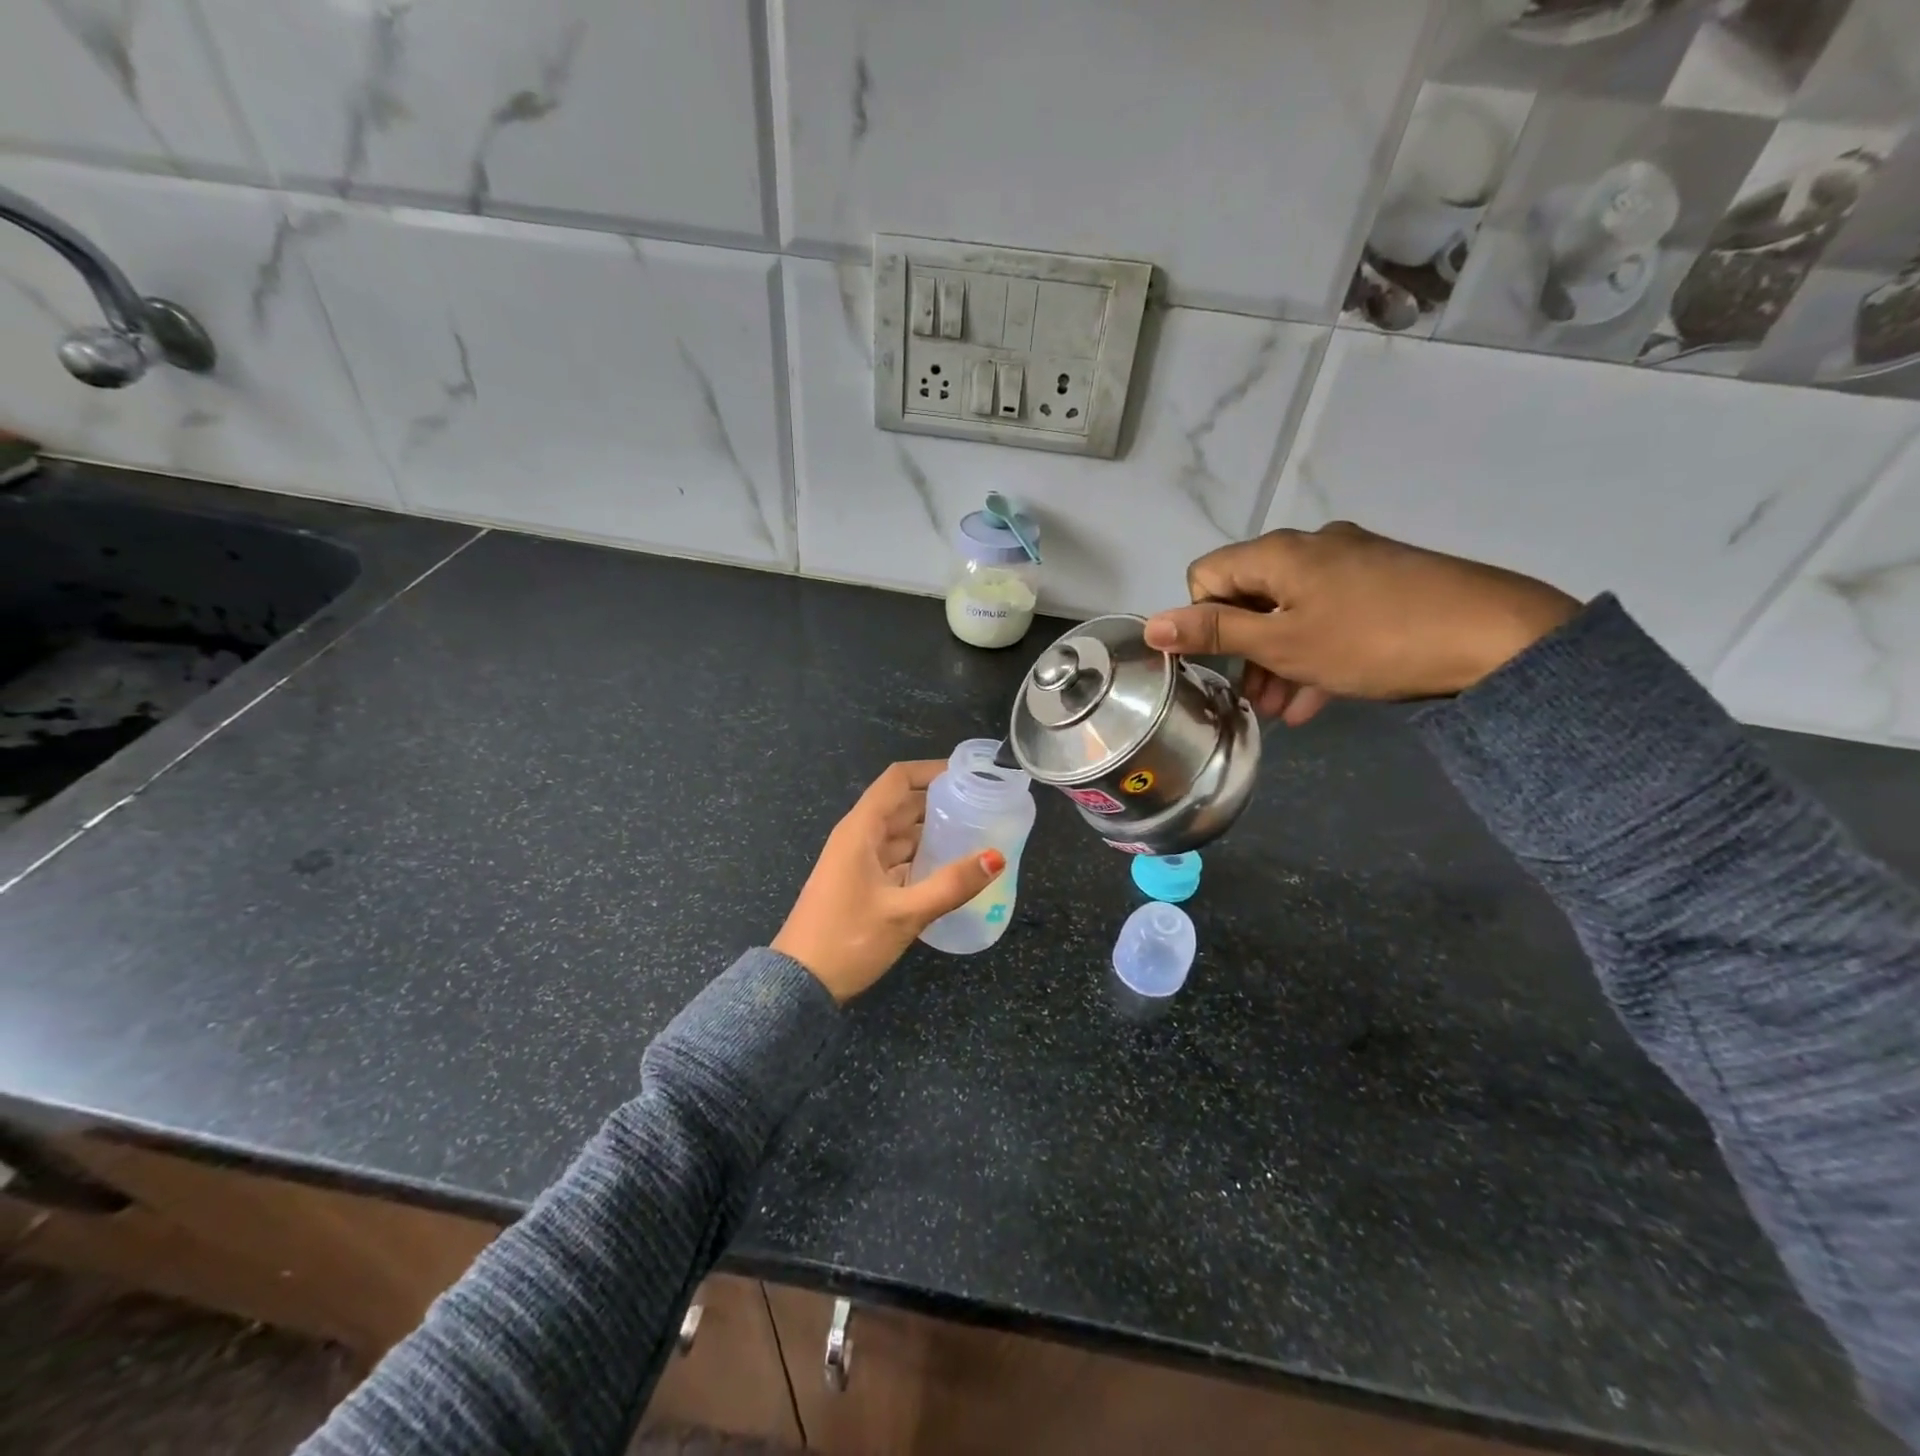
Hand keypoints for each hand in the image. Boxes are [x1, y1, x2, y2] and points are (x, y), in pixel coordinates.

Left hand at [773, 761, 1005, 1002]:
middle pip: (902, 805)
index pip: (897, 780)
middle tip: (982, 807)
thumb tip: (996, 857)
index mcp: (861, 830)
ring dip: (932, 831)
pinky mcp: (860, 884)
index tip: (968, 774)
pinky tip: (949, 868)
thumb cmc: (846, 940)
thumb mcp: (904, 913)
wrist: (798, 985)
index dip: (931, 770)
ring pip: (900, 834)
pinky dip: (921, 857)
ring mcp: (857, 861)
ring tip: (975, 834)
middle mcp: (858, 837)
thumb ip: (952, 884)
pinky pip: (896, 858)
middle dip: (940, 802)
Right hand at [1145, 522, 1578, 726]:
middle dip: (1243, 649)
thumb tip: (1150, 626)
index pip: (1207, 575)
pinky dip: (1316, 651)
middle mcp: (1311, 546)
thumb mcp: (1281, 643)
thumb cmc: (1370, 640)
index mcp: (1277, 553)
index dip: (1202, 619)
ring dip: (1278, 659)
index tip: (1221, 660)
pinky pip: (1331, 615)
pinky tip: (1318, 699)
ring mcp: (1353, 562)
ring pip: (1292, 611)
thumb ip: (1213, 632)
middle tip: (1251, 699)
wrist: (1495, 636)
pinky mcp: (1386, 582)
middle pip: (1251, 594)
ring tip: (1282, 710)